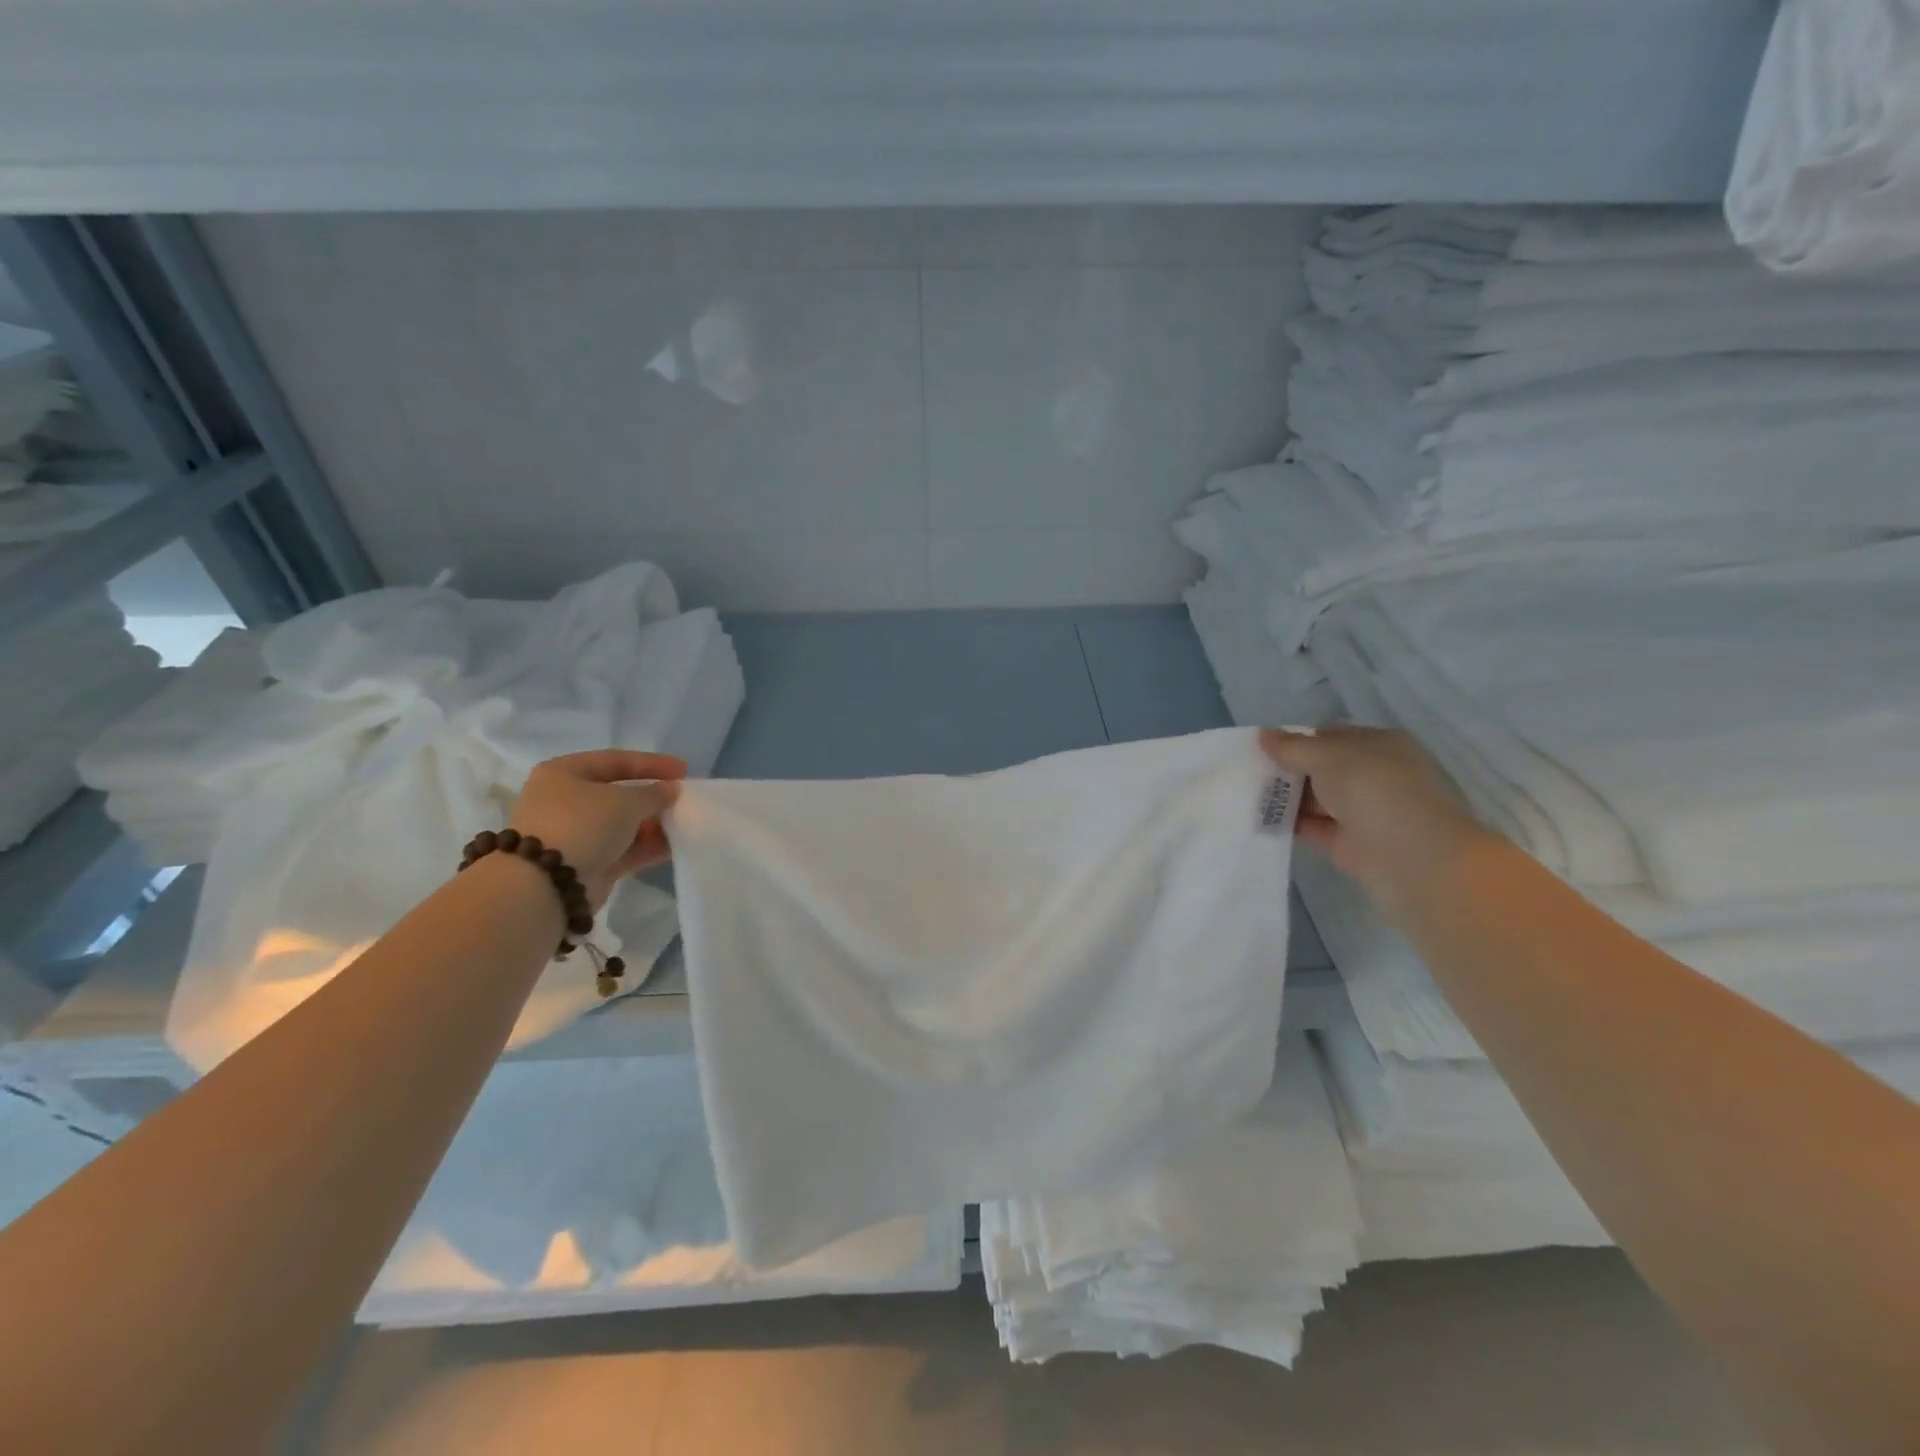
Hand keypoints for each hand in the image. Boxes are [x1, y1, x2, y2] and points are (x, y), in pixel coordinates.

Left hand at [507, 750, 686, 907]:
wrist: (545, 885)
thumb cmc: (581, 825)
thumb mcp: (625, 801)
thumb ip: (654, 793)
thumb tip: (671, 790)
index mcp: (564, 773)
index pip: (615, 760)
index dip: (652, 763)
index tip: (684, 770)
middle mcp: (565, 800)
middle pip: (618, 793)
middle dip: (653, 798)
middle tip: (683, 800)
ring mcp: (574, 834)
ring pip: (622, 824)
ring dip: (653, 824)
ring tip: (684, 825)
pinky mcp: (585, 863)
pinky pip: (623, 849)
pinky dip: (647, 846)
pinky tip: (675, 846)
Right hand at [1261, 726, 1493, 921]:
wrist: (1412, 857)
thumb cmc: (1374, 790)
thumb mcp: (1328, 757)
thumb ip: (1293, 747)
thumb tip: (1263, 735)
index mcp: (1380, 745)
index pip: (1331, 736)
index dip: (1297, 740)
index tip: (1263, 748)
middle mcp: (1374, 775)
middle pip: (1321, 768)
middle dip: (1287, 769)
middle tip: (1246, 771)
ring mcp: (1363, 811)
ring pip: (1316, 798)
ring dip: (1285, 797)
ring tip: (1243, 794)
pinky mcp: (1349, 843)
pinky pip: (1313, 827)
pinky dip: (1289, 823)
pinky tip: (1259, 819)